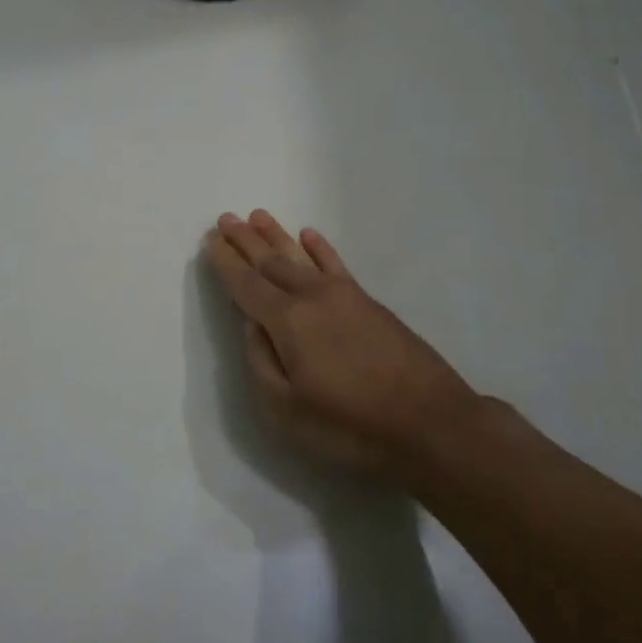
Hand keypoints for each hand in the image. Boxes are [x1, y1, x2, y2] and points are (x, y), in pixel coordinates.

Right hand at [204, 211, 484, 484]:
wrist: (431, 424)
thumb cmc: (351, 426)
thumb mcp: (286, 410)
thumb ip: (261, 362)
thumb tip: (253, 325)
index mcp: (288, 322)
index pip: (246, 285)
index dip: (226, 264)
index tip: (210, 241)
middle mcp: (313, 298)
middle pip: (271, 262)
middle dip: (246, 241)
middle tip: (226, 218)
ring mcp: (346, 296)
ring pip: (301, 257)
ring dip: (277, 236)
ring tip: (258, 216)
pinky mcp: (371, 304)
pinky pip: (337, 265)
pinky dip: (321, 249)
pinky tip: (310, 236)